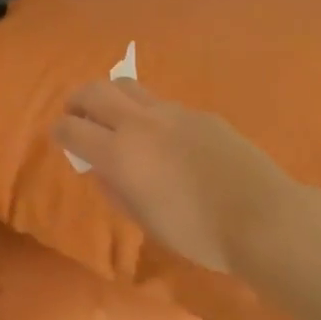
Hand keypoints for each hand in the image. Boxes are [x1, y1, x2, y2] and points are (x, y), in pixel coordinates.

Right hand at [52, 80, 296, 274]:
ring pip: (127, 86)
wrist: (262, 218)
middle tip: (76, 115)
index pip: (72, 129)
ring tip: (113, 116)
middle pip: (94, 91)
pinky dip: (145, 111)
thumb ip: (115, 188)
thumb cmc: (196, 232)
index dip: (59, 132)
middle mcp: (140, 123)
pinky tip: (159, 135)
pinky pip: (160, 103)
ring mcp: (172, 113)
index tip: (58, 137)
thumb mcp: (144, 219)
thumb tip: (100, 168)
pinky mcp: (200, 114)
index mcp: (119, 154)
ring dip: (110, 96)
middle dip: (77, 101)